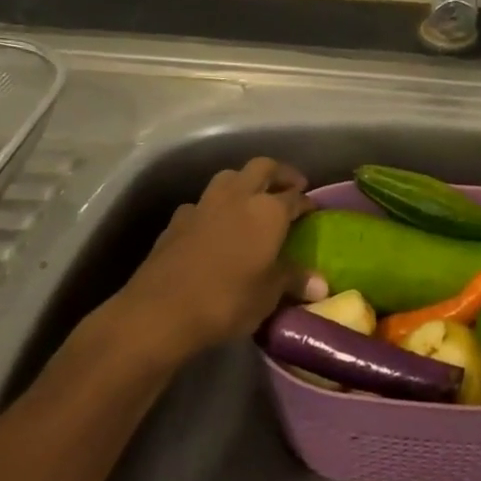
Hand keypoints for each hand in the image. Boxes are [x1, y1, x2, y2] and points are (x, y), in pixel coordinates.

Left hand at [98, 158, 310, 359]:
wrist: (159, 312)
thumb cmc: (227, 300)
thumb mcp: (268, 295)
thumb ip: (293, 281)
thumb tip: (321, 284)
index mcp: (268, 210)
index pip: (295, 196)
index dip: (307, 201)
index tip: (313, 209)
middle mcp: (238, 196)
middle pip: (263, 168)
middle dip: (279, 174)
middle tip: (290, 187)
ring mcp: (204, 204)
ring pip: (229, 177)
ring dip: (244, 182)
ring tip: (252, 200)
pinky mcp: (177, 220)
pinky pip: (202, 204)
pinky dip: (214, 208)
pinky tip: (214, 226)